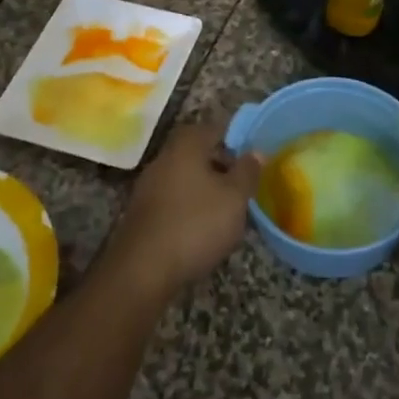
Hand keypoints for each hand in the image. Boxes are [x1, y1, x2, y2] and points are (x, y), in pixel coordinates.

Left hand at [104, 120, 261, 296]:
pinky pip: (172, 199)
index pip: (214, 128)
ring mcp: (148, 186)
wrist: (143, 270)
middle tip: (242, 185)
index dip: (235, 139)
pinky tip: (201, 228)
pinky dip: (189, 207)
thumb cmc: (196, 224)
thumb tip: (256, 151)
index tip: (252, 158)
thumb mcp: (234, 198)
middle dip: (220, 165)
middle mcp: (163, 158)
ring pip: (184, 177)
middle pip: (196, 152)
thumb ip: (247, 171)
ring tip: (226, 209)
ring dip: (205, 188)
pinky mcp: (142, 213)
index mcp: (186, 146)